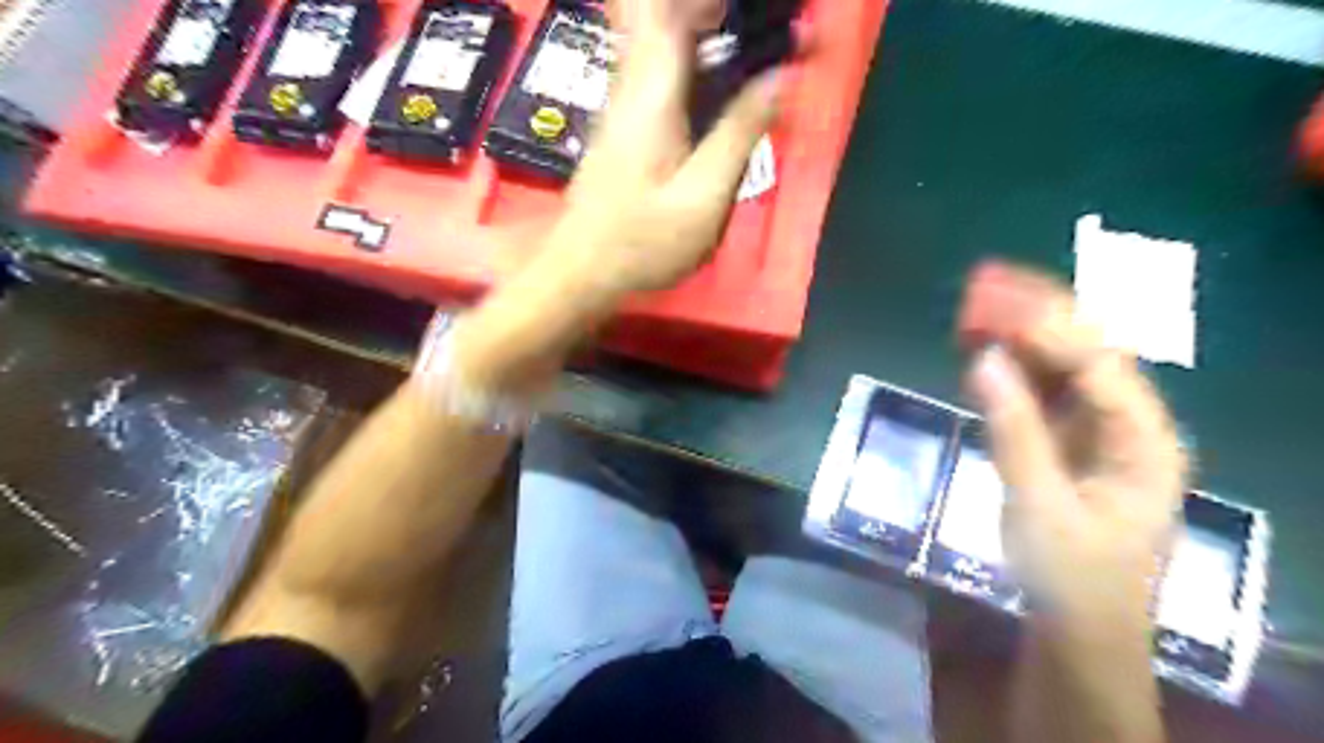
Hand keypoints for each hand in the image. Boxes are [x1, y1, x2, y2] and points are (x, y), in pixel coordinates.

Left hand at [539, 0, 779, 295]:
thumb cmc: (643, 242)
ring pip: (654, 37)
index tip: (747, 10)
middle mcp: (631, 87)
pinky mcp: (623, 125)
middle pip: (658, 14)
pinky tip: (715, 81)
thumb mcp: (703, 197)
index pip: (669, 11)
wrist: (582, 270)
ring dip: (698, 28)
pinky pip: (655, 68)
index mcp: (651, 94)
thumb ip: (740, 133)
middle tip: (754, 27)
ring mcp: (622, 105)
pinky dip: (688, 57)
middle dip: (704, 10)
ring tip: (745, 41)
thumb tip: (781, 77)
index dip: (707, 1)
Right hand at [965, 263, 1189, 622]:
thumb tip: (984, 361)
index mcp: (1145, 442)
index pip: (1102, 367)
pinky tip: (982, 353)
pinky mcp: (1068, 443)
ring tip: (979, 308)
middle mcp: (1130, 426)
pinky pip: (1042, 393)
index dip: (1051, 331)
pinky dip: (1012, 371)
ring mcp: (1099, 433)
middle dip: (1040, 318)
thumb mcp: (1038, 506)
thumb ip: (1013, 430)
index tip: (999, 305)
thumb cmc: (1070, 576)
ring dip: (1021, 338)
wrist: (1077, 628)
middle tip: (989, 284)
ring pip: (1062, 368)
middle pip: (1088, 353)